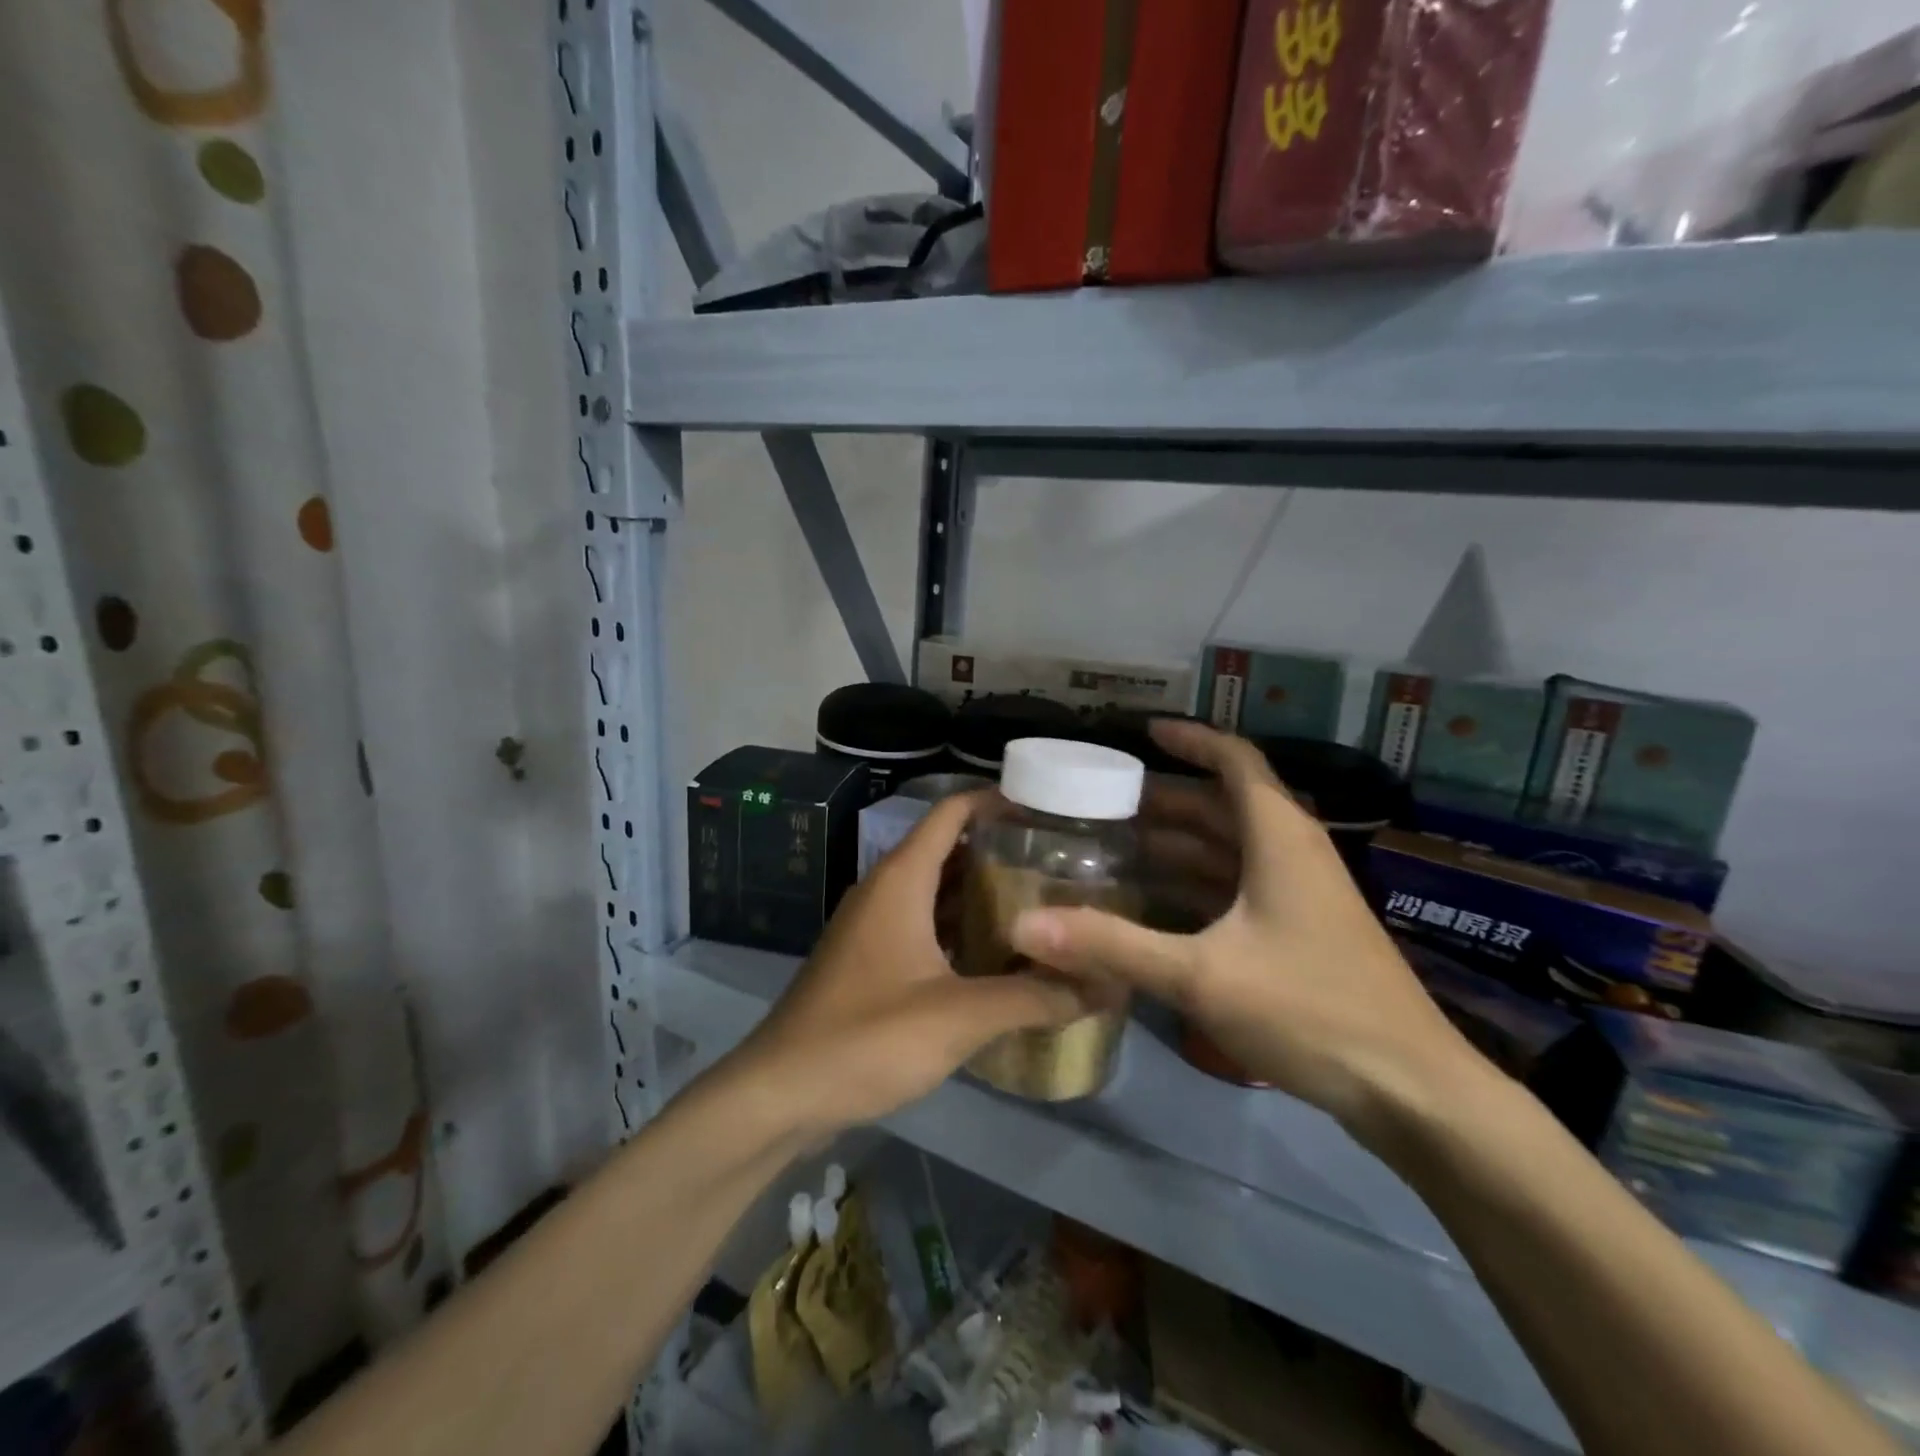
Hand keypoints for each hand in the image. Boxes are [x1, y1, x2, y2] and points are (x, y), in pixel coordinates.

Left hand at [736, 792, 1101, 1135]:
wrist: (781, 1093)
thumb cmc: (867, 1037)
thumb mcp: (959, 1017)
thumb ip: (1033, 998)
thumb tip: (1104, 985)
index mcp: (901, 880)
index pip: (951, 813)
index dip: (996, 801)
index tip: (1048, 809)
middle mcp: (885, 891)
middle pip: (948, 850)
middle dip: (1000, 852)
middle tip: (1060, 864)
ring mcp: (874, 927)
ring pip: (936, 892)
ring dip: (981, 894)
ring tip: (1041, 904)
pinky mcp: (870, 962)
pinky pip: (924, 927)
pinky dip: (960, 930)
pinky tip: (999, 956)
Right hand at [1010, 722, 1480, 1138]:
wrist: (1412, 1092)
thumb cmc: (1311, 1011)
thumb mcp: (1202, 975)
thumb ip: (1112, 945)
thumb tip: (1025, 924)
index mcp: (1279, 837)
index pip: (1234, 760)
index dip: (1191, 739)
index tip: (1143, 732)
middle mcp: (1292, 853)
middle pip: (1224, 805)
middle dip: (1166, 800)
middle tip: (1105, 802)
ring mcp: (1301, 895)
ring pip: (1230, 849)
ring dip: (1178, 844)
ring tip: (1117, 847)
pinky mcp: (1301, 933)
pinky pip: (1237, 888)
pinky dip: (1196, 884)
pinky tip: (1156, 904)